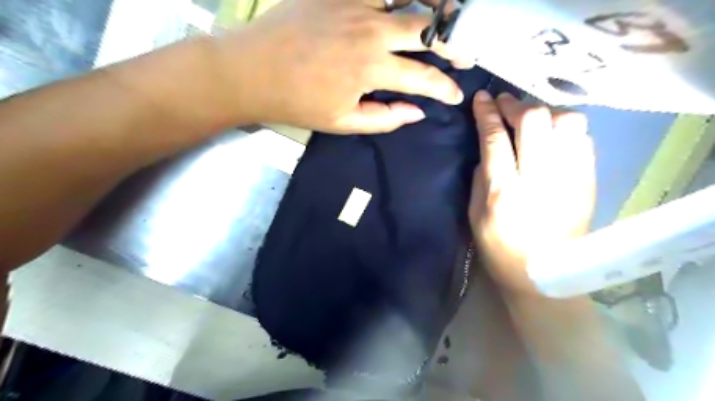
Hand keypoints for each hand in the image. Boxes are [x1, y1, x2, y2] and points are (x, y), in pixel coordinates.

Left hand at [213, 0, 469, 132]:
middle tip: (466, 52)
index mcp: (372, 67)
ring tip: (449, 15)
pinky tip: (404, 5)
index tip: (456, 94)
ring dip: (433, 8)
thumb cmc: (298, 102)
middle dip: (453, 43)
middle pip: (426, 29)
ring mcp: (354, 4)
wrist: (252, 70)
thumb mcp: (343, 122)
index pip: (423, 77)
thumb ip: (384, 118)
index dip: (444, 87)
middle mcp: (371, 30)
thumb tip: (417, 113)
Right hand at [470, 91, 598, 296]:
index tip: (481, 98)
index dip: (487, 113)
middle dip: (515, 104)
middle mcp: (539, 179)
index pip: (495, 138)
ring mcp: (570, 178)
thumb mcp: (474, 215)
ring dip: (545, 112)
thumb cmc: (500, 248)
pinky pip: (583, 138)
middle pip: (534, 121)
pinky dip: (565, 128)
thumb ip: (480, 175)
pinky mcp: (589, 181)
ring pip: (567, 121)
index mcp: (504, 192)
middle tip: (503, 103)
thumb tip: (489, 145)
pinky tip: (552, 135)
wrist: (545, 275)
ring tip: (531, 119)